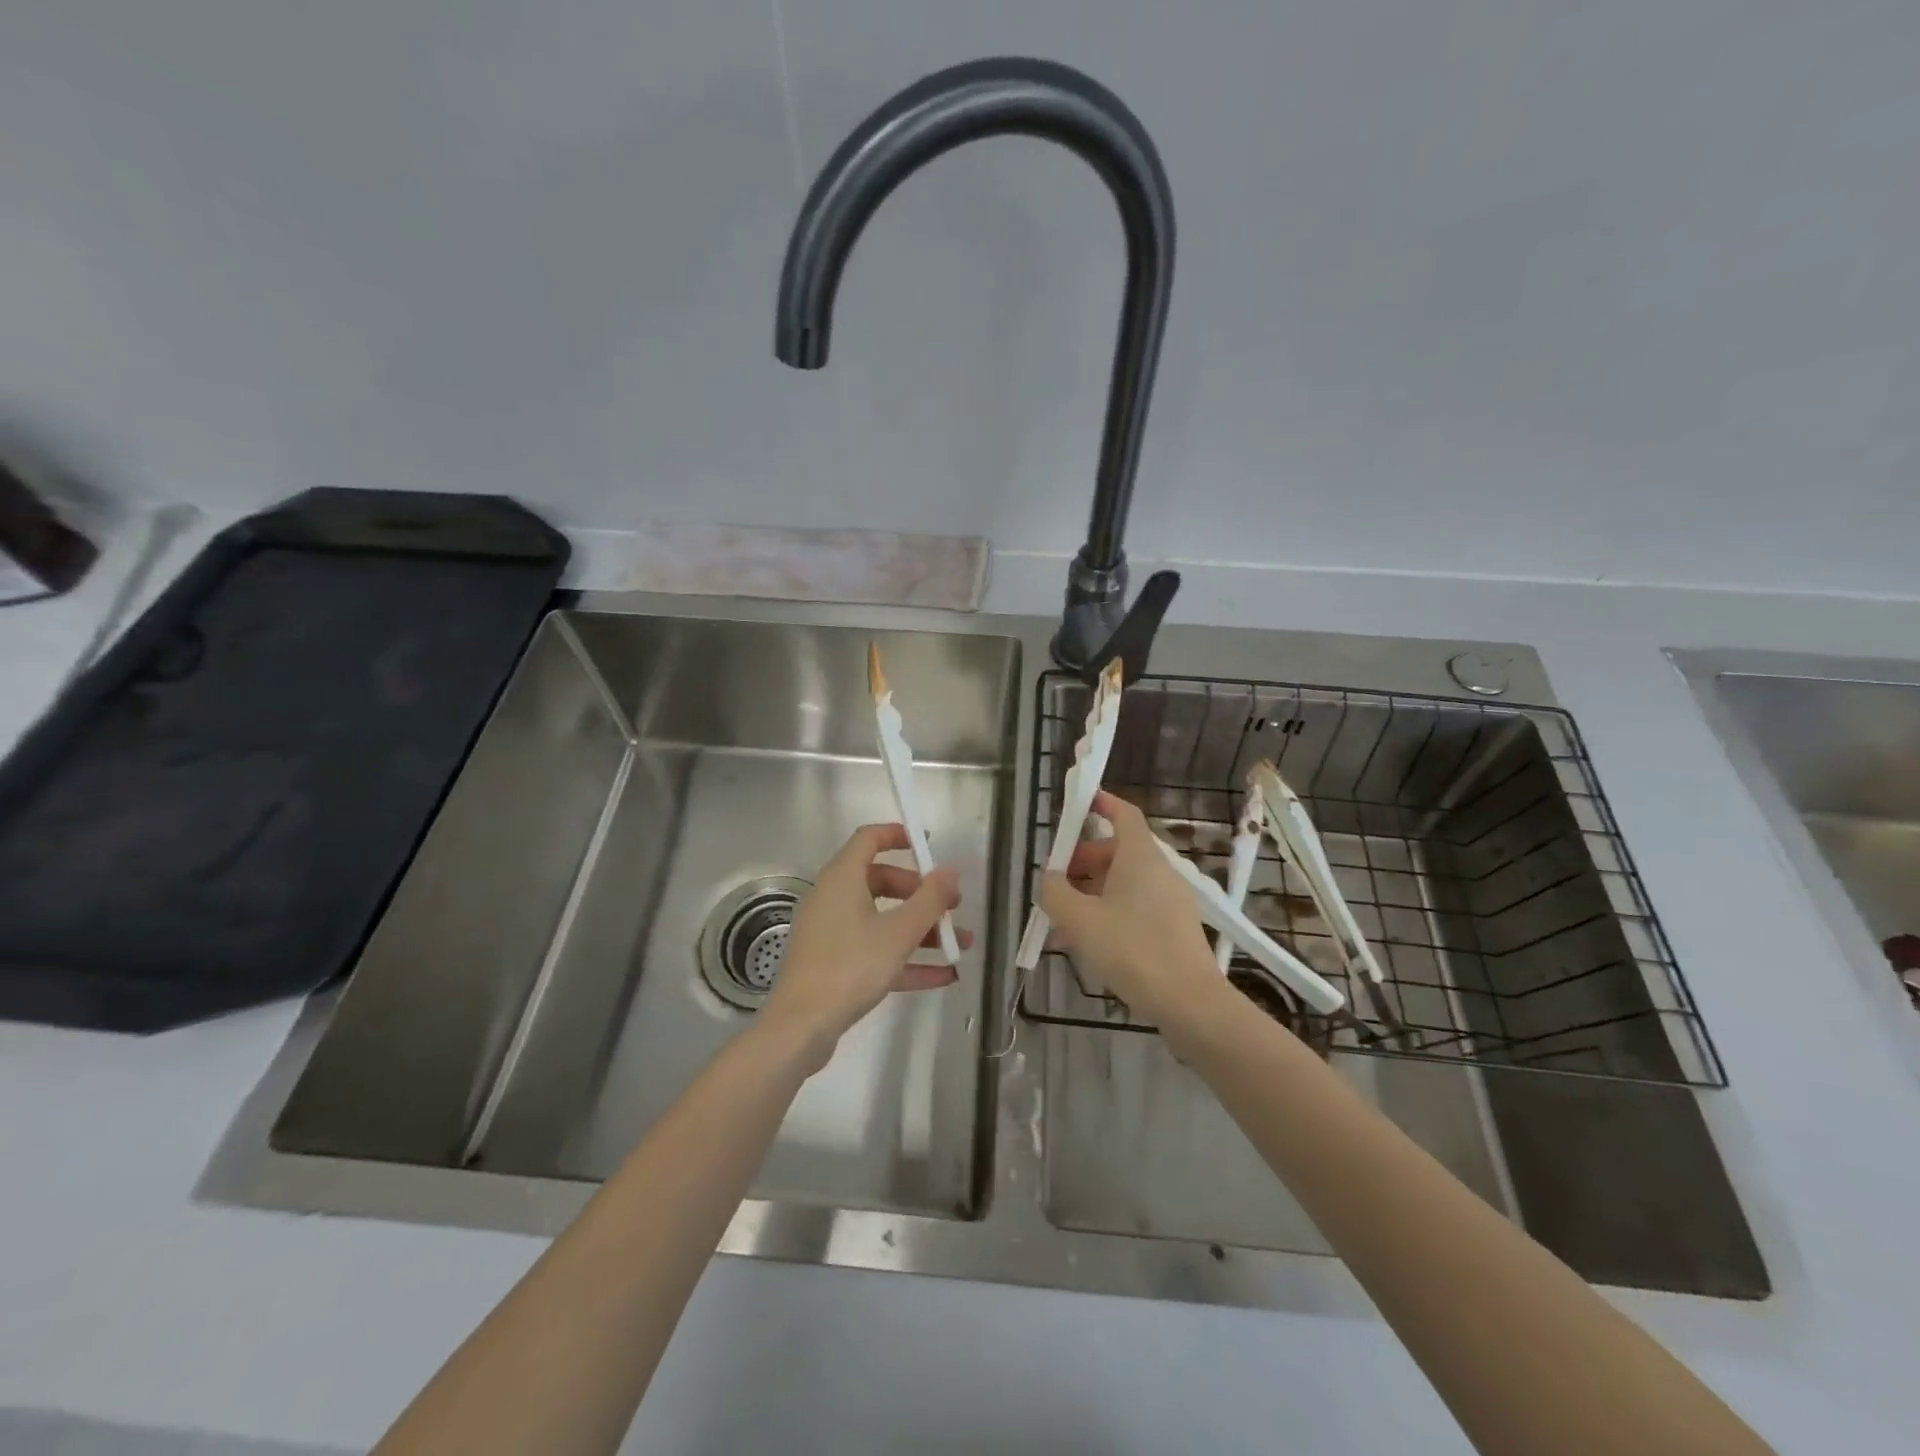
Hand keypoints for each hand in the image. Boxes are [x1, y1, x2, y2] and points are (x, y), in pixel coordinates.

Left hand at [761, 823, 970, 1069]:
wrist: (801, 1028)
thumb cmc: (850, 967)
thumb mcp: (898, 932)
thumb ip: (929, 900)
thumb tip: (949, 870)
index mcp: (842, 878)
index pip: (869, 838)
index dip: (899, 835)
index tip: (930, 845)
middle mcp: (833, 898)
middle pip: (881, 880)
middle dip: (920, 892)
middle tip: (952, 905)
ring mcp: (832, 932)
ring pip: (882, 919)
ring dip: (921, 929)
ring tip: (961, 944)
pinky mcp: (834, 964)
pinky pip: (875, 950)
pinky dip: (906, 958)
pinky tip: (944, 975)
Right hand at [1039, 790, 1228, 1032]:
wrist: (1191, 1003)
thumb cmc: (1132, 950)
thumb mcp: (1079, 920)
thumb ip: (1055, 892)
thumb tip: (1050, 878)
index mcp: (1140, 857)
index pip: (1124, 814)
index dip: (1102, 804)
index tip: (1080, 804)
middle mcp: (1159, 871)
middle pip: (1117, 851)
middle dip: (1083, 861)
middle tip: (1057, 884)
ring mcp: (1171, 900)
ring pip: (1124, 883)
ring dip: (1092, 893)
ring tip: (1064, 923)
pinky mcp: (1175, 927)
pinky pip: (1136, 907)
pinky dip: (1110, 912)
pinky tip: (1089, 944)